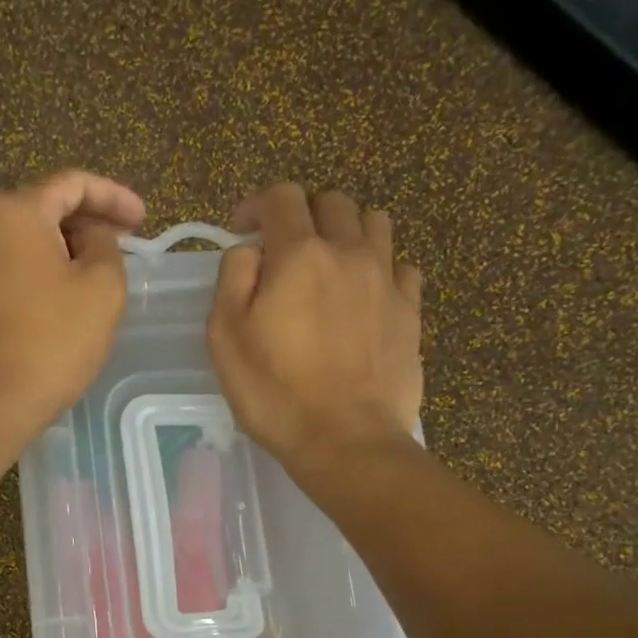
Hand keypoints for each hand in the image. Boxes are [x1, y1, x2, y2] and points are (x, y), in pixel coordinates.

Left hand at [0, 171, 146, 438]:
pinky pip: (6, 267)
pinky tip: (59, 294)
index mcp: (14, 209)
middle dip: (86, 223)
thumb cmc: (53, 342)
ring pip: (23, 240)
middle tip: (121, 246)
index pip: (72, 184)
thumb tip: (91, 236)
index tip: (142, 221)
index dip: (114, 197)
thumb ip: (106, 245)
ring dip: (60, 249)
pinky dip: (36, 271)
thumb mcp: (103, 288)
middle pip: (43, 208)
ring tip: (93, 273)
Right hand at [206, 184, 422, 472]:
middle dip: (303, 215)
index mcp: (299, 254)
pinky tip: (365, 295)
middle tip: (285, 251)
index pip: (281, 197)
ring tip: (330, 265)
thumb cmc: (275, 393)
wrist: (345, 439)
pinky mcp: (411, 311)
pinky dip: (381, 268)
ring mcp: (386, 279)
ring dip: (347, 232)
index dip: (256, 204)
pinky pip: (401, 266)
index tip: (242, 230)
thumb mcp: (226, 337)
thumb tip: (250, 251)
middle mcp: (348, 252)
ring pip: (375, 223)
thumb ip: (233, 278)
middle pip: (332, 202)